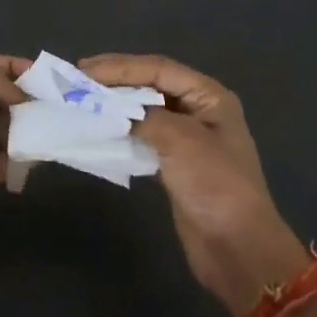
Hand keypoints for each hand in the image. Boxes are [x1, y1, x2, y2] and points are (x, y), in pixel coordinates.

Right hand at [81, 54, 307, 313]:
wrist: (237, 248)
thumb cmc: (215, 185)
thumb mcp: (181, 140)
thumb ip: (144, 117)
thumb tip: (111, 109)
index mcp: (209, 96)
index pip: (159, 69)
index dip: (120, 67)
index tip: (84, 70)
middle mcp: (200, 110)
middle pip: (151, 85)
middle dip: (116, 81)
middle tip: (79, 80)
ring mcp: (188, 138)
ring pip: (145, 110)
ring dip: (116, 105)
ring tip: (83, 101)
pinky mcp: (175, 163)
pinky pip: (143, 136)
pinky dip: (121, 131)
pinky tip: (100, 130)